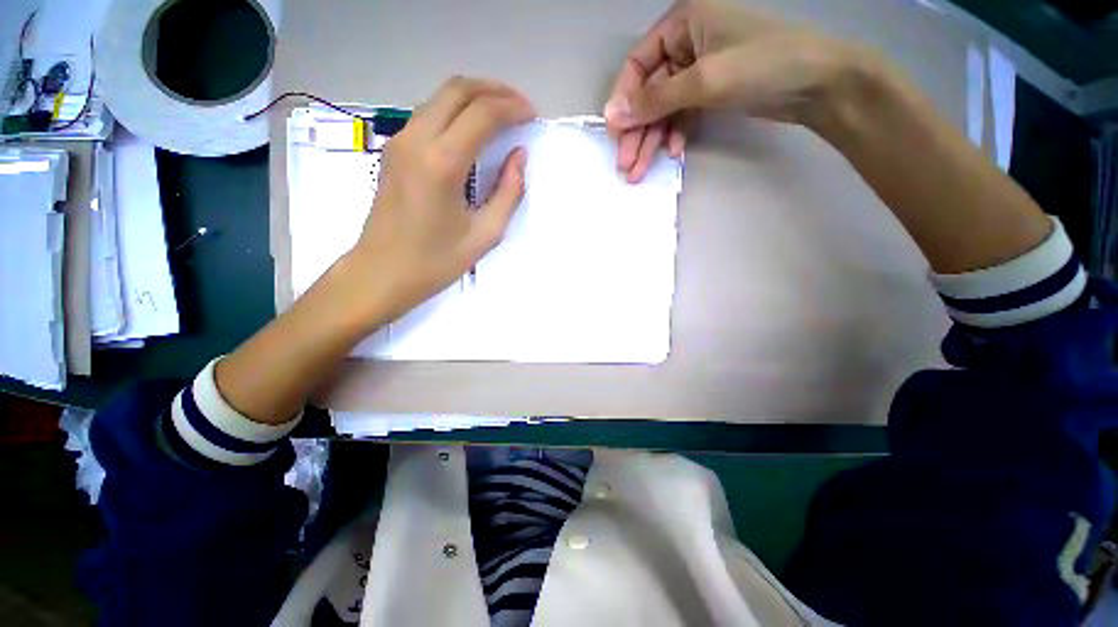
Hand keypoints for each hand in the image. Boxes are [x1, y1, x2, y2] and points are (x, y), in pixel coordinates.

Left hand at [344, 77, 534, 324]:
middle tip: (520, 106)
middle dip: (494, 90)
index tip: (532, 115)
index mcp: (442, 163)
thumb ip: (509, 192)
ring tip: (501, 113)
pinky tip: (472, 130)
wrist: (381, 272)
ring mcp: (400, 141)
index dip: (512, 108)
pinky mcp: (394, 150)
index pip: (482, 114)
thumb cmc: (435, 261)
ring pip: (440, 97)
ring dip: (474, 97)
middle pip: (458, 89)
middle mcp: (417, 140)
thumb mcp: (485, 234)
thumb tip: (518, 156)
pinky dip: (455, 110)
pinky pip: (428, 114)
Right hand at [605, 0, 865, 181]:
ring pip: (664, 109)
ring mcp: (698, 70)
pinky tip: (674, 151)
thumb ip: (655, 99)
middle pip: (649, 93)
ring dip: (652, 140)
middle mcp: (685, 45)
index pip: (637, 66)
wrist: (819, 84)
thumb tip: (611, 116)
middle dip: (637, 131)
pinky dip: (676, 133)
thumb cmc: (763, 66)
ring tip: (641, 172)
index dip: (624, 103)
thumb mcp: (704, 80)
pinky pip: (682, 114)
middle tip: (626, 166)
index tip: (615, 136)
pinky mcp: (710, 92)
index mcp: (681, 25)